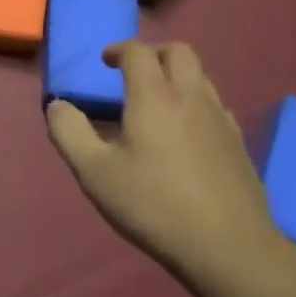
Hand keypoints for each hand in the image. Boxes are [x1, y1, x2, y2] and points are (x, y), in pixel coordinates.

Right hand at [46, 42, 289, 282]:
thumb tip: (57, 105)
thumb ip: (69, 133)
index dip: (119, 50)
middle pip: (179, 52)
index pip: (138, 52)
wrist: (228, 247)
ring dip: (176, 76)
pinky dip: (196, 104)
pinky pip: (215, 106)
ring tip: (157, 104)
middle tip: (134, 73)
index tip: (106, 62)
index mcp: (155, 96)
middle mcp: (191, 96)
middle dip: (154, 53)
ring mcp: (220, 119)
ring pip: (201, 77)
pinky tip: (185, 134)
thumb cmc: (154, 205)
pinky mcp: (239, 143)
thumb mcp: (95, 173)